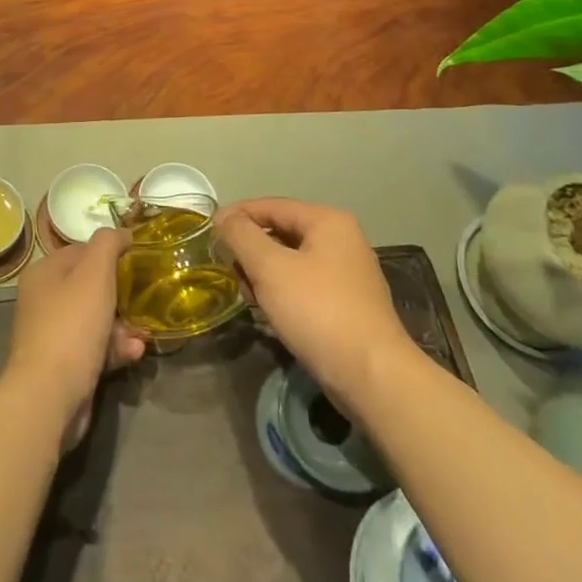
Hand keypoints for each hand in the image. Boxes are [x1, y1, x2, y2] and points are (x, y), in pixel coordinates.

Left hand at [4, 228, 144, 449]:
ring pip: (97, 319)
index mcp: (44, 273)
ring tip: (142, 334)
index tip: (140, 260)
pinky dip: (115, 348)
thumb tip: (121, 233)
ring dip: (124, 325)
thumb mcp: (94, 274)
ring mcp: (53, 334)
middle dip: (122, 295)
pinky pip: (95, 347)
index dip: (111, 253)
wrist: (49, 396)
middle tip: (145, 300)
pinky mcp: (64, 364)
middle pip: (91, 286)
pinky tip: (134, 354)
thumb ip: (108, 244)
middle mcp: (44, 300)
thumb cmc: (72, 326)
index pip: (82, 250)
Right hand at [215, 198, 411, 409]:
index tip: (209, 233)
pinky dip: (283, 292)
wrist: (372, 376)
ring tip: (250, 298)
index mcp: (328, 221)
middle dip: (251, 251)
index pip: (271, 205)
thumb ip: (242, 236)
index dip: (237, 216)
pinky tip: (271, 313)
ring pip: (291, 261)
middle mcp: (342, 239)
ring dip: (264, 274)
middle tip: (230, 272)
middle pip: (281, 232)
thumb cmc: (318, 311)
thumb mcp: (270, 268)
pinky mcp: (348, 303)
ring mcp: (348, 273)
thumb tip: (223, 217)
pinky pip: (304, 284)